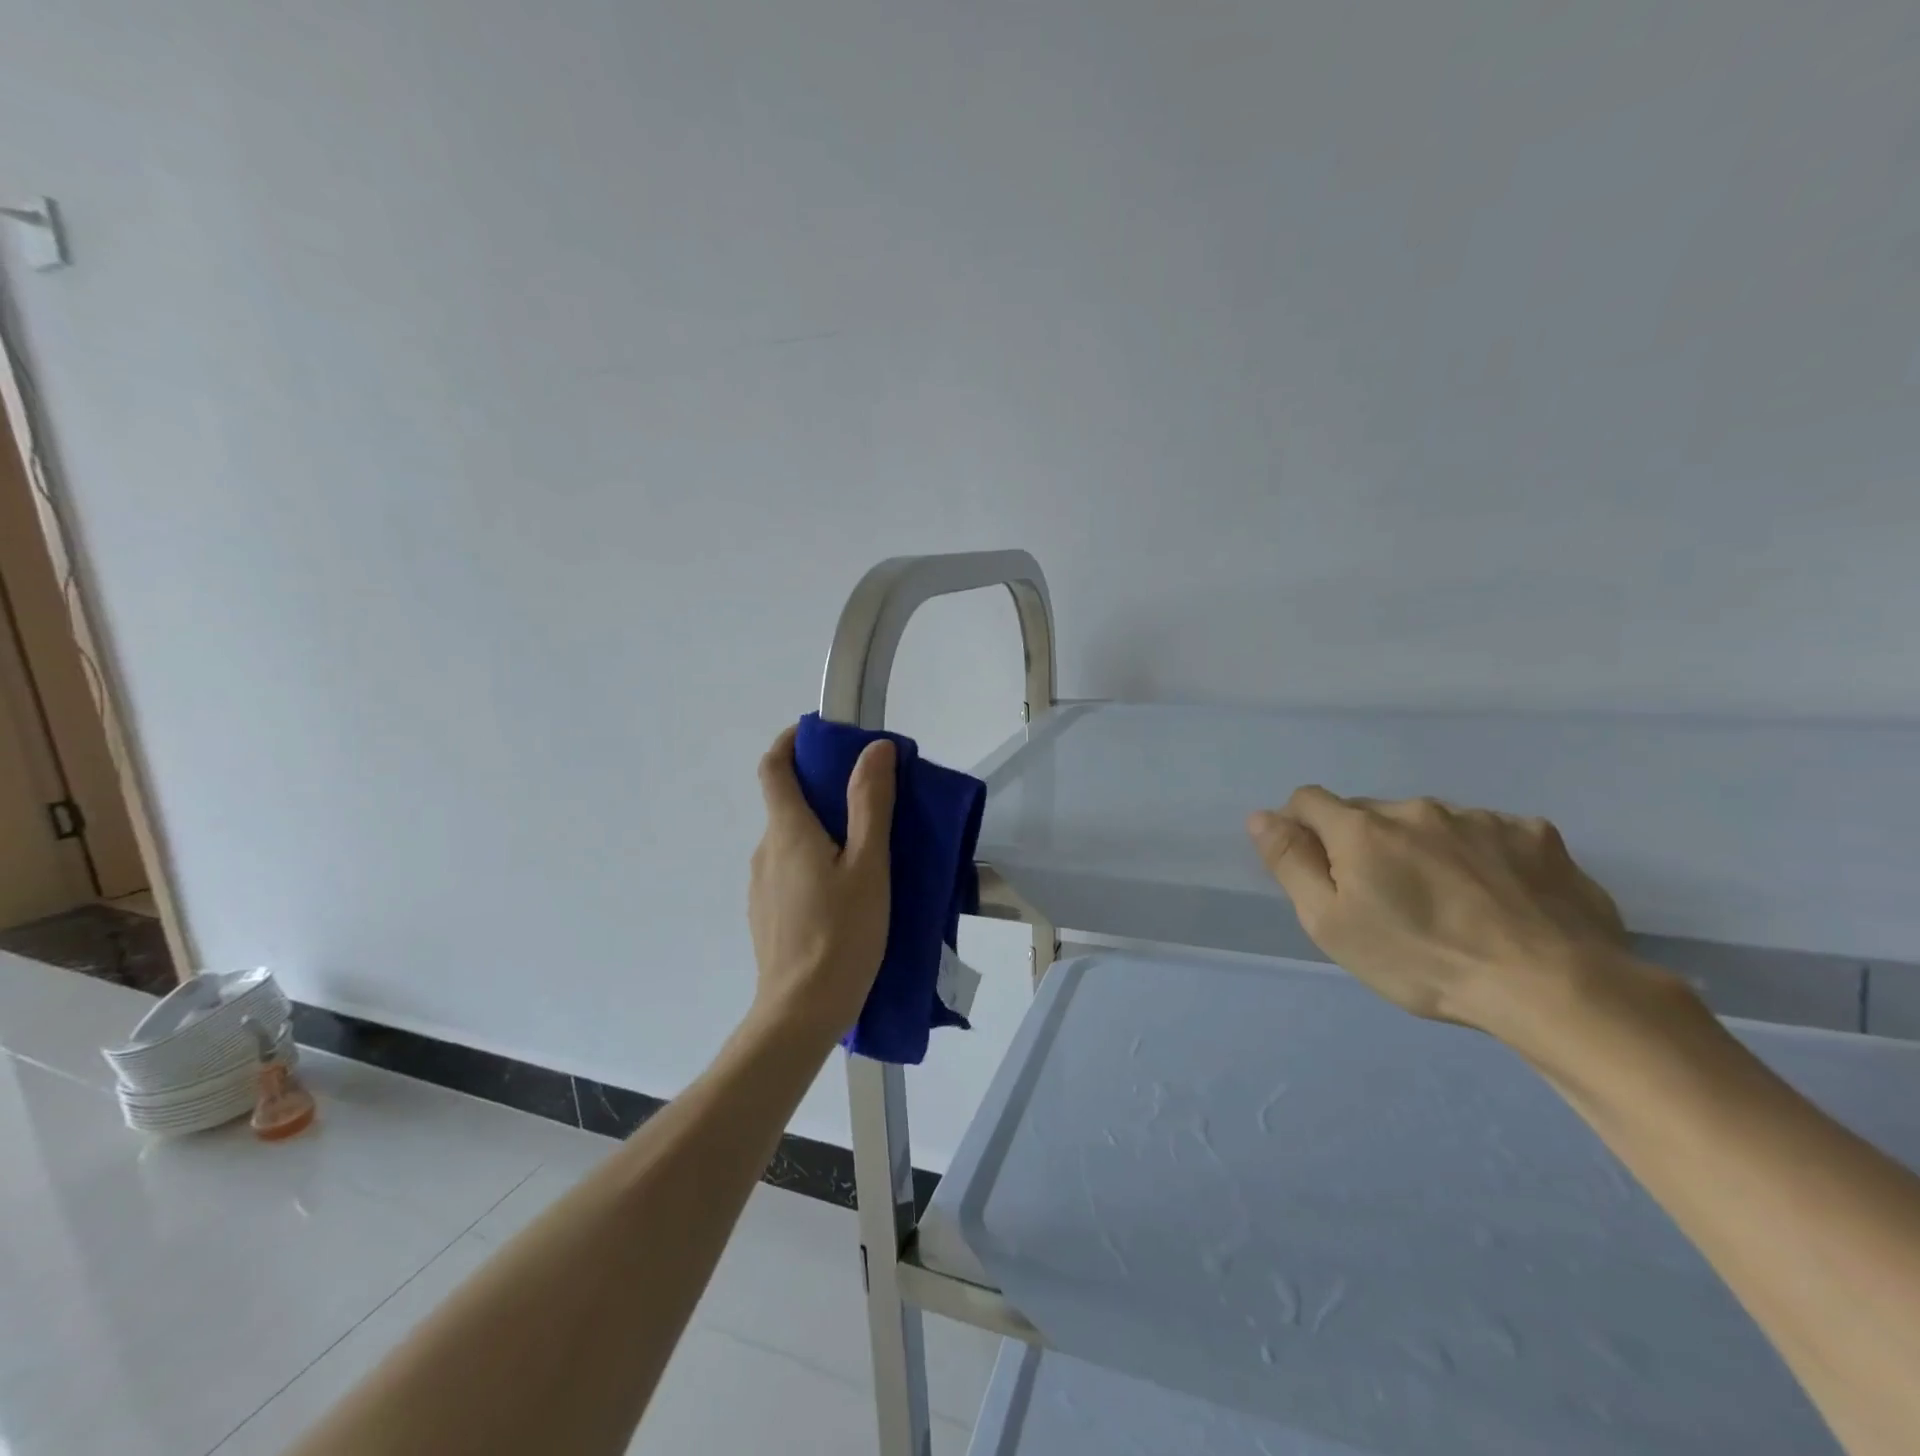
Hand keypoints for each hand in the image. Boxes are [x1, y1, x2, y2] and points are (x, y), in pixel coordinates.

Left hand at [747, 725, 894, 1042]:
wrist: (800, 1013)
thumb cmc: (841, 934)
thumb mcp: (869, 865)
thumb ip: (871, 804)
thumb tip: (874, 749)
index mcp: (787, 831)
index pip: (773, 767)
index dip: (790, 742)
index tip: (819, 735)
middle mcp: (766, 850)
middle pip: (785, 802)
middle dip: (821, 788)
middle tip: (868, 796)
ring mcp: (761, 885)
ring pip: (790, 840)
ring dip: (821, 829)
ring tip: (866, 849)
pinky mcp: (766, 914)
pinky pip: (789, 870)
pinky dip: (814, 860)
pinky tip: (846, 891)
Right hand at [1248, 787, 1633, 1035]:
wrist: (1555, 987)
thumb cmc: (1422, 961)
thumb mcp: (1332, 924)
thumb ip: (1291, 864)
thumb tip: (1261, 816)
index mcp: (1362, 829)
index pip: (1308, 800)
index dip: (1300, 826)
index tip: (1314, 865)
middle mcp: (1416, 809)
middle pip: (1370, 813)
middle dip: (1364, 843)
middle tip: (1385, 898)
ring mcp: (1481, 818)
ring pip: (1430, 823)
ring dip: (1423, 848)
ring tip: (1448, 903)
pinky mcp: (1537, 835)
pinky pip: (1489, 834)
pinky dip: (1481, 857)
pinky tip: (1500, 899)